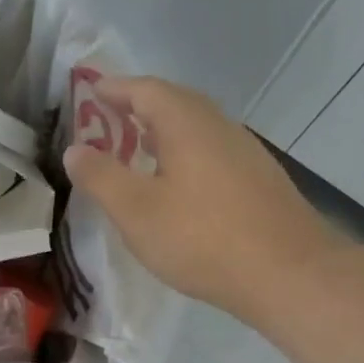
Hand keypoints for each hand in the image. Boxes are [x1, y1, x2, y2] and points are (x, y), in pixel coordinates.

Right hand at [62, 74, 340, 325]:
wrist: (288, 274)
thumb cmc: (202, 238)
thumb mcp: (136, 211)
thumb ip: (101, 177)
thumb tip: (75, 149)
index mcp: (187, 124)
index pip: (145, 90)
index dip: (114, 88)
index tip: (89, 92)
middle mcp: (219, 127)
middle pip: (174, 102)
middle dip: (138, 106)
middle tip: (107, 120)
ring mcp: (245, 152)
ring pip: (196, 128)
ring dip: (162, 131)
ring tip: (135, 150)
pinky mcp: (258, 180)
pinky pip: (211, 151)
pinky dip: (183, 154)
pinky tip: (176, 184)